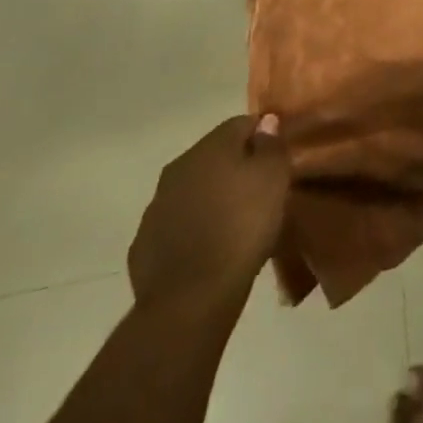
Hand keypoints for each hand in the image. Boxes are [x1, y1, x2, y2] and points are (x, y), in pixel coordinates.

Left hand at [128, 113, 290, 308]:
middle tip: (259, 192)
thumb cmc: (242, 228)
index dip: (263, 137)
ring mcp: (156, 207)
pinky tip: (209, 248)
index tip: (277, 159)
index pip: (242, 124)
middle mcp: (178, 168)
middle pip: (215, 156)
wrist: (190, 300)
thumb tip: (266, 122)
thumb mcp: (274, 179)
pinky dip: (192, 228)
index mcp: (210, 147)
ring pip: (193, 190)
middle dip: (236, 167)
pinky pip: (176, 225)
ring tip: (235, 223)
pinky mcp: (144, 244)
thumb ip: (271, 145)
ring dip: (213, 198)